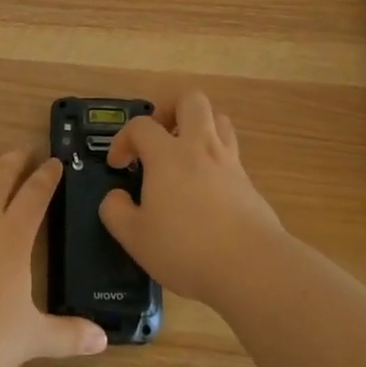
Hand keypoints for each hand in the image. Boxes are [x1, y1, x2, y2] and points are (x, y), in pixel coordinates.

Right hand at [101, 91, 283, 311]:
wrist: (251, 265)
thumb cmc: (185, 248)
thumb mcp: (135, 237)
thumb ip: (116, 212)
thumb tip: (114, 197)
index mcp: (167, 155)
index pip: (141, 125)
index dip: (123, 139)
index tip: (118, 165)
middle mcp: (200, 147)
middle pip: (191, 101)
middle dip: (170, 109)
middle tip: (159, 135)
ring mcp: (229, 162)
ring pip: (219, 119)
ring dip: (199, 126)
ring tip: (185, 152)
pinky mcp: (249, 182)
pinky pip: (231, 152)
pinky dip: (216, 157)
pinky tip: (207, 186)